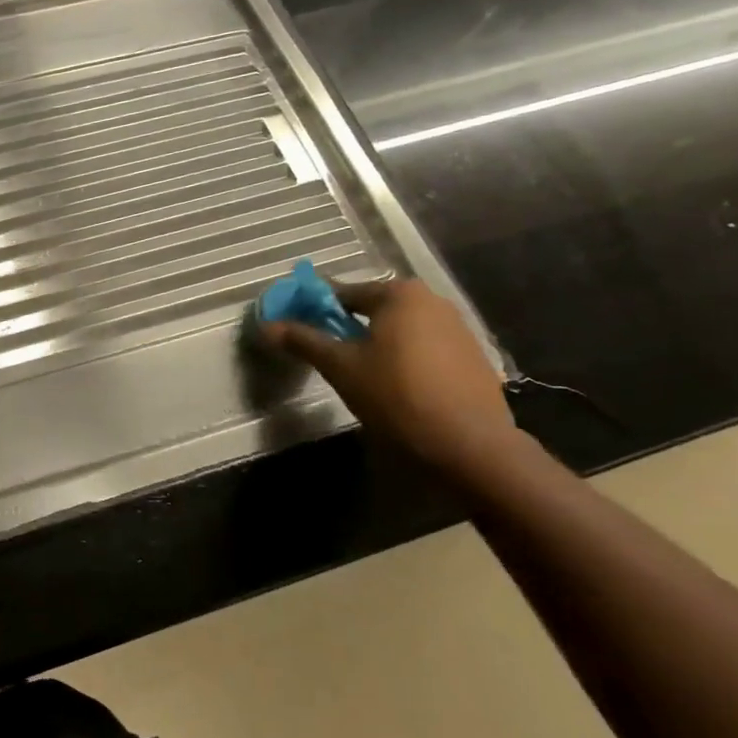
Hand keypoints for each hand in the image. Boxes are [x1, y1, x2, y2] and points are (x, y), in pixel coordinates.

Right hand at [258, 277, 514, 471]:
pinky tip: (391, 384)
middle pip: (372, 308)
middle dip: (344, 325)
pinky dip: (401, 357)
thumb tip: (266, 325)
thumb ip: (303, 340)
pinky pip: (422, 347)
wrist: (468, 444)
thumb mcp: (340, 366)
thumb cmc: (396, 394)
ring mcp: (458, 328)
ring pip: (398, 329)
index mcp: (399, 294)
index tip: (294, 326)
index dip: (312, 309)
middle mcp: (432, 301)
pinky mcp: (471, 357)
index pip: (341, 292)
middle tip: (322, 352)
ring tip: (354, 371)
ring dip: (373, 342)